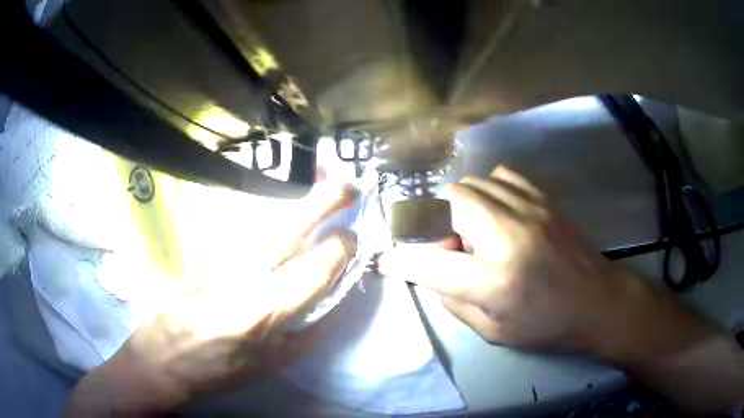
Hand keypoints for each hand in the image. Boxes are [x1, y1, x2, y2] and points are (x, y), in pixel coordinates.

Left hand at [67, 183, 357, 414]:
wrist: (166, 360)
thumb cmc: (222, 370)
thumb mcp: (275, 364)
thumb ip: (313, 332)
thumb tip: (340, 298)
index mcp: (265, 312)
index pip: (316, 267)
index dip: (342, 248)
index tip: (352, 238)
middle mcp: (241, 277)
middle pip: (290, 226)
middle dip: (325, 201)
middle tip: (348, 186)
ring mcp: (215, 257)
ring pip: (260, 215)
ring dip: (294, 196)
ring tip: (318, 183)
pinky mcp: (196, 250)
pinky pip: (233, 220)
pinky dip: (260, 206)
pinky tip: (275, 199)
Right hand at [378, 166, 715, 365]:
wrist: (600, 302)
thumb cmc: (548, 326)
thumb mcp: (494, 331)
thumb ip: (453, 300)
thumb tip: (429, 271)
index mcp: (496, 279)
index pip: (429, 261)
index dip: (399, 259)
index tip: (384, 258)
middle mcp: (510, 235)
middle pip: (449, 202)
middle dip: (435, 222)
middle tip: (450, 247)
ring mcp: (530, 209)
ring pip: (472, 183)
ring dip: (460, 207)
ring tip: (474, 232)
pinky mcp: (544, 199)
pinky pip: (502, 176)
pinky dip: (488, 190)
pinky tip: (497, 213)